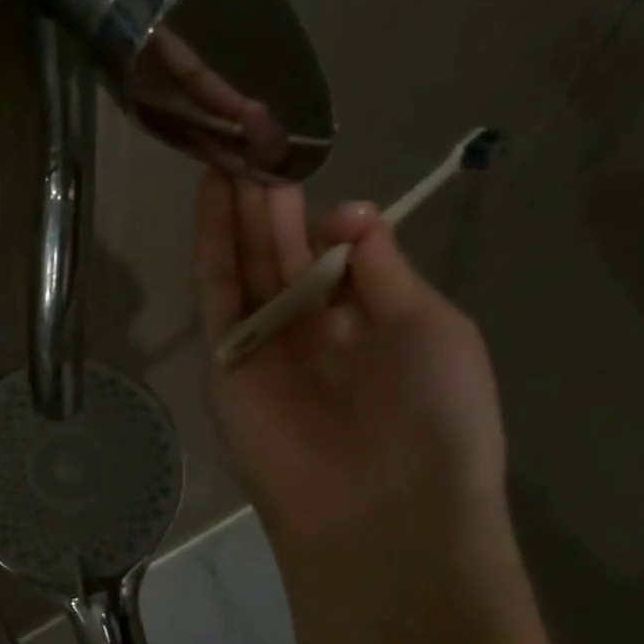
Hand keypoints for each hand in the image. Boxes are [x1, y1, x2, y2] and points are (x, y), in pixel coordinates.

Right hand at [195, 169, 507, 559]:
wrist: (380, 508)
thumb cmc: (432, 416)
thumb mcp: (430, 325)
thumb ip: (384, 268)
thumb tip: (348, 210)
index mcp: (369, 324)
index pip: (336, 256)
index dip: (325, 214)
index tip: (313, 171)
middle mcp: (312, 331)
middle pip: (283, 254)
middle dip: (271, 200)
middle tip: (257, 135)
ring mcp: (264, 347)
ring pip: (245, 266)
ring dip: (238, 211)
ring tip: (231, 147)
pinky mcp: (224, 363)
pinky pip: (216, 296)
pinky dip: (211, 247)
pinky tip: (211, 197)